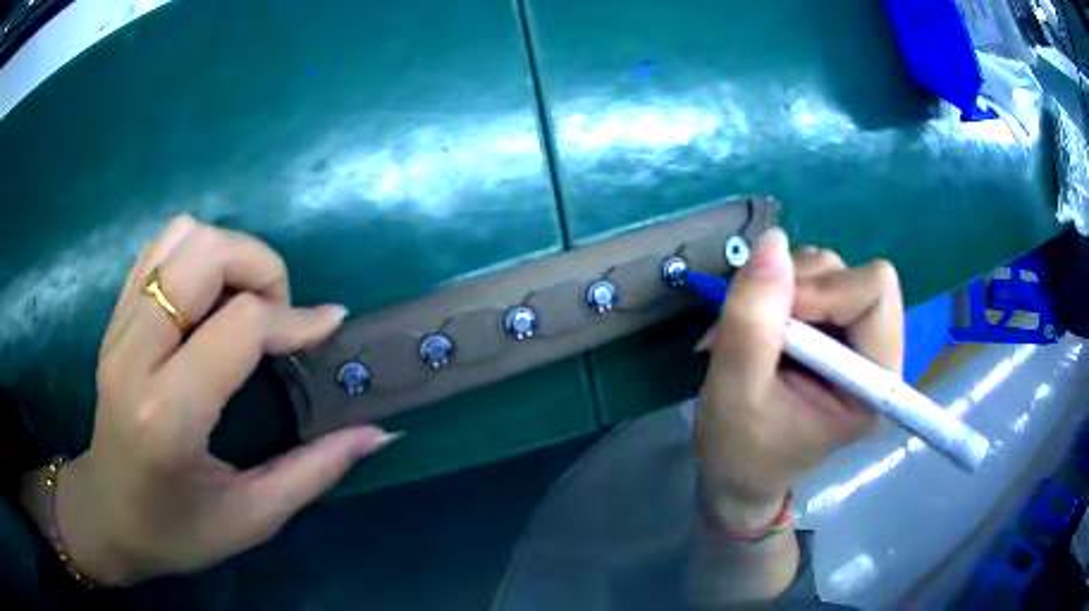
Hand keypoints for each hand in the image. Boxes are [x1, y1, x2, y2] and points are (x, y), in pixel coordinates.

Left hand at [22, 216, 395, 585]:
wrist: (109, 515)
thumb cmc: (177, 532)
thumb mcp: (252, 518)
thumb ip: (315, 471)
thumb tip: (378, 432)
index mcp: (168, 416)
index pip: (239, 326)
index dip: (294, 319)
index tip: (329, 327)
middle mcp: (135, 356)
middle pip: (205, 255)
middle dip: (260, 266)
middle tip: (280, 312)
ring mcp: (118, 328)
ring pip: (181, 237)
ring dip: (228, 254)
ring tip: (244, 303)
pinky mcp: (114, 317)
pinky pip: (159, 248)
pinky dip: (195, 253)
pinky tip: (209, 298)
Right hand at [693, 229, 902, 530]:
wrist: (737, 474)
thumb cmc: (740, 450)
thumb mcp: (736, 391)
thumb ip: (752, 320)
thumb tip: (771, 241)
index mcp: (872, 382)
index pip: (875, 292)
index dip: (823, 291)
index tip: (775, 322)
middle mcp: (874, 353)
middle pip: (852, 274)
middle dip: (797, 289)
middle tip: (755, 325)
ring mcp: (854, 337)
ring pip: (829, 270)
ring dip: (782, 288)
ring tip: (751, 331)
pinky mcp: (833, 328)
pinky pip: (811, 278)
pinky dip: (777, 290)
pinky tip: (760, 325)